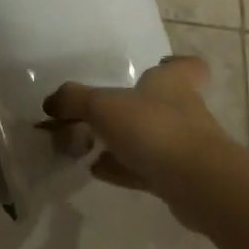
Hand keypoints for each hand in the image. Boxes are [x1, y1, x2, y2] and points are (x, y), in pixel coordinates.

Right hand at [44, 56, 239, 226]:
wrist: (197, 184)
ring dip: (124, 142)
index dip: (174, 65)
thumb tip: (51, 102)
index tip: (158, 66)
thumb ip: (74, 100)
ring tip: (88, 146)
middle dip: (133, 109)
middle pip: (161, 104)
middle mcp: (183, 111)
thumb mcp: (102, 106)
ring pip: (151, 138)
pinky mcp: (180, 179)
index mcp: (172, 83)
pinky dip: (122, 169)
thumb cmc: (153, 128)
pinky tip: (97, 170)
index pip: (186, 66)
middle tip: (101, 114)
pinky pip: (145, 169)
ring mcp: (184, 147)